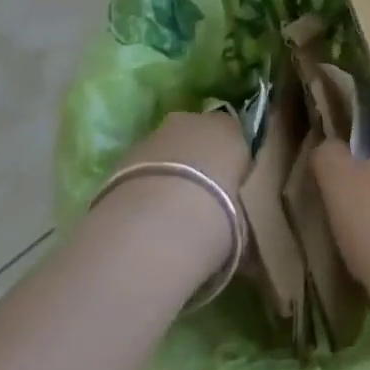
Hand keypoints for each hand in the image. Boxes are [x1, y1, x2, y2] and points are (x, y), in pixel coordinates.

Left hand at [97, 110, 250, 281]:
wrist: (156, 223)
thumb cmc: (215, 217)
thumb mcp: (241, 225)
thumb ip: (240, 221)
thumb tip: (245, 248)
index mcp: (231, 130)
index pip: (235, 139)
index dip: (231, 165)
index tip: (229, 192)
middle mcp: (195, 122)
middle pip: (198, 138)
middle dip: (198, 163)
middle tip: (198, 201)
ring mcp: (157, 134)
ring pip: (168, 151)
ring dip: (168, 173)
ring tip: (166, 215)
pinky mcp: (125, 154)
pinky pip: (143, 167)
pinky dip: (145, 185)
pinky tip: (143, 217)